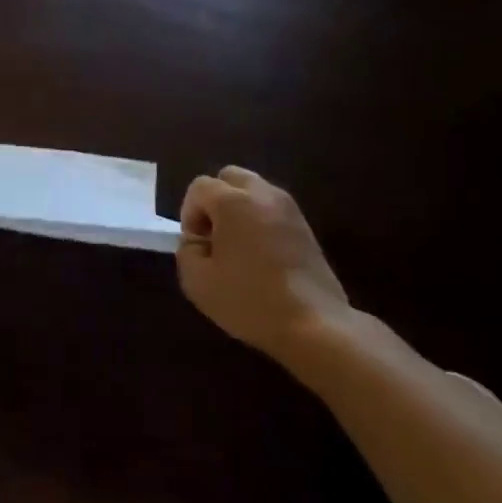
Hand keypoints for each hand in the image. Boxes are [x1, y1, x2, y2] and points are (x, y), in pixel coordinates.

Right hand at [177, 167, 360, 363]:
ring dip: (238, 209)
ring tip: (237, 247)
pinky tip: (260, 256)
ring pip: (254, 191)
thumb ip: (187, 250)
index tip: (196, 245)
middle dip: (214, 201)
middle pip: (229, 177)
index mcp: (234, 202)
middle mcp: (263, 195)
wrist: (314, 325)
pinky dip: (259, 221)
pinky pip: (272, 209)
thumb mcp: (196, 281)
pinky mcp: (306, 227)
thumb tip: (197, 240)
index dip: (189, 213)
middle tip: (214, 237)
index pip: (200, 187)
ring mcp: (289, 209)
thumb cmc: (249, 300)